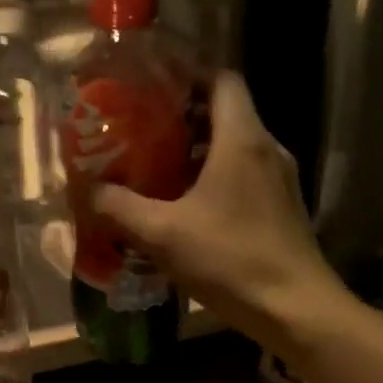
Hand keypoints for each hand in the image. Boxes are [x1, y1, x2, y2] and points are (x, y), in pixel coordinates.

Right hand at [92, 72, 345, 357]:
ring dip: (196, 149)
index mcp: (242, 139)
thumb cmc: (231, 260)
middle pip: (225, 111)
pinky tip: (184, 204)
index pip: (221, 79)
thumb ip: (119, 207)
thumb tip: (86, 190)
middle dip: (181, 115)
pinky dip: (212, 175)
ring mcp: (279, 179)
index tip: (150, 83)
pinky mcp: (281, 207)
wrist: (296, 310)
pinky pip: (243, 174)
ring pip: (234, 145)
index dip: (187, 73)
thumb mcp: (162, 234)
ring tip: (154, 164)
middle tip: (139, 127)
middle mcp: (266, 149)